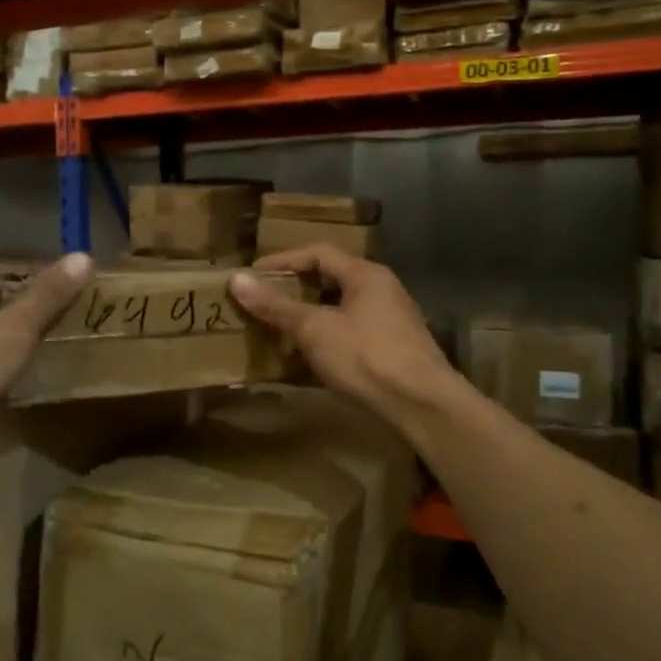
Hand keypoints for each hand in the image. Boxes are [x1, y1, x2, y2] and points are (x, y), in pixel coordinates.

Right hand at [229, 246, 460, 424]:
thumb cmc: (367, 357)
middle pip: (330, 281)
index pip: (318, 253)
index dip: (283, 261)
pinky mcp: (394, 352)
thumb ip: (276, 306)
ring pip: (340, 311)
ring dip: (309, 319)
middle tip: (264, 304)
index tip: (254, 276)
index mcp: (366, 275)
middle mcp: (382, 291)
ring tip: (279, 334)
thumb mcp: (314, 329)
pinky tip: (308, 362)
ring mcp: (391, 323)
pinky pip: (351, 336)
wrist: (423, 406)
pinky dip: (326, 342)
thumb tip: (237, 280)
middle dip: (295, 292)